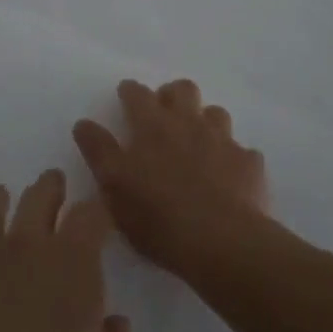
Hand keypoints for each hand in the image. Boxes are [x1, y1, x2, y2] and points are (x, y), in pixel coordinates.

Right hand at [73, 79, 270, 276]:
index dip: (130, 92)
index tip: (126, 95)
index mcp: (152, 126)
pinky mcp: (249, 164)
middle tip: (163, 115)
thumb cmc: (157, 215)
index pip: (137, 94)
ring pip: (215, 114)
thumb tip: (83, 123)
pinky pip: (242, 151)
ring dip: (204, 121)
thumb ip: (98, 150)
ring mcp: (223, 141)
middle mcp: (188, 123)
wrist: (221, 241)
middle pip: (182, 90)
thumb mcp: (113, 185)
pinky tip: (228, 175)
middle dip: (171, 95)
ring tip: (197, 143)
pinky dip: (233, 158)